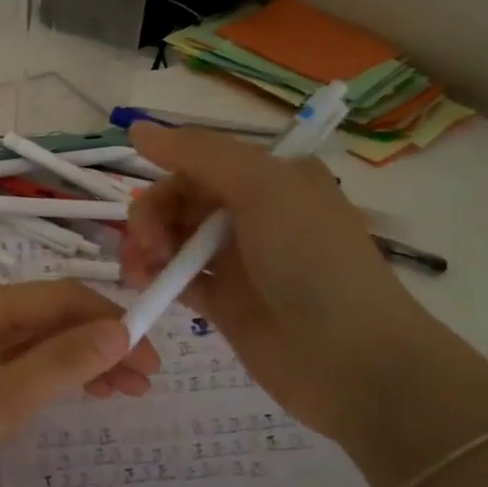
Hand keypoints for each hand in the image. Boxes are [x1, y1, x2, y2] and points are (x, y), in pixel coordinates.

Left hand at [0, 282, 160, 486]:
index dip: (111, 321)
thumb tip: (121, 329)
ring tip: (125, 392)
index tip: (153, 360)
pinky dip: (55, 379)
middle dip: (102, 342)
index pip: (59, 298)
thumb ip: (58, 364)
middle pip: (50, 318)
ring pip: (38, 344)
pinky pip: (18, 368)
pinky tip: (80, 394)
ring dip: (83, 361)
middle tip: (146, 384)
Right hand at [120, 123, 433, 446]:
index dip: (167, 172)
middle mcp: (254, 212)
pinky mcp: (225, 302)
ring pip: (174, 238)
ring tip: (140, 270)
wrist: (349, 359)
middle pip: (181, 199)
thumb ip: (199, 153)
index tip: (142, 194)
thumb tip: (138, 127)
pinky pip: (180, 278)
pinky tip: (147, 285)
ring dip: (149, 246)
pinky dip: (159, 277)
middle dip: (153, 215)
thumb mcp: (262, 187)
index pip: (201, 161)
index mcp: (271, 176)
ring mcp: (239, 259)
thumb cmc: (312, 260)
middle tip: (147, 245)